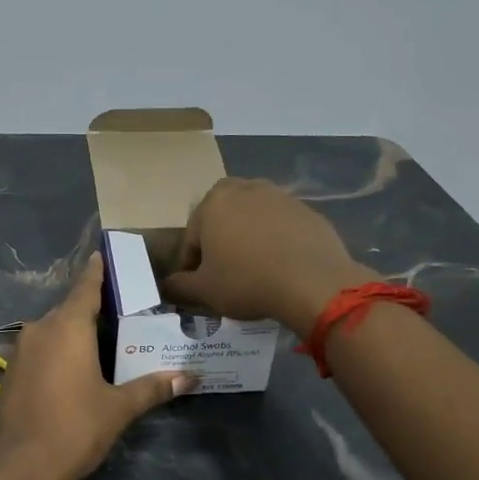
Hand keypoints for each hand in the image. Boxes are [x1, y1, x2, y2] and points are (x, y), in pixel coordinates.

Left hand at [0, 255, 192, 479]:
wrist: (16, 470)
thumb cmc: (73, 429)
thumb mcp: (118, 408)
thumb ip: (152, 388)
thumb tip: (190, 377)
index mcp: (67, 327)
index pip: (85, 287)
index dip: (96, 271)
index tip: (102, 253)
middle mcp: (39, 330)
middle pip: (68, 309)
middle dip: (91, 308)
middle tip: (119, 311)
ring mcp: (19, 352)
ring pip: (51, 331)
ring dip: (72, 332)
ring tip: (100, 341)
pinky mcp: (8, 375)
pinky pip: (38, 351)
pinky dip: (56, 352)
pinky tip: (71, 370)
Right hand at [161, 178, 376, 337]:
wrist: (313, 282)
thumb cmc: (247, 281)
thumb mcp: (204, 290)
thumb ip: (179, 286)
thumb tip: (165, 286)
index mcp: (214, 202)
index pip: (192, 237)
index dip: (191, 264)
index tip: (196, 285)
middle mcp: (245, 189)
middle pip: (223, 218)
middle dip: (219, 240)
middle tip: (223, 271)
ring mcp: (280, 196)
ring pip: (253, 218)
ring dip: (248, 238)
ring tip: (253, 269)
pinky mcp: (307, 210)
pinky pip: (281, 226)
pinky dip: (276, 241)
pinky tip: (280, 267)